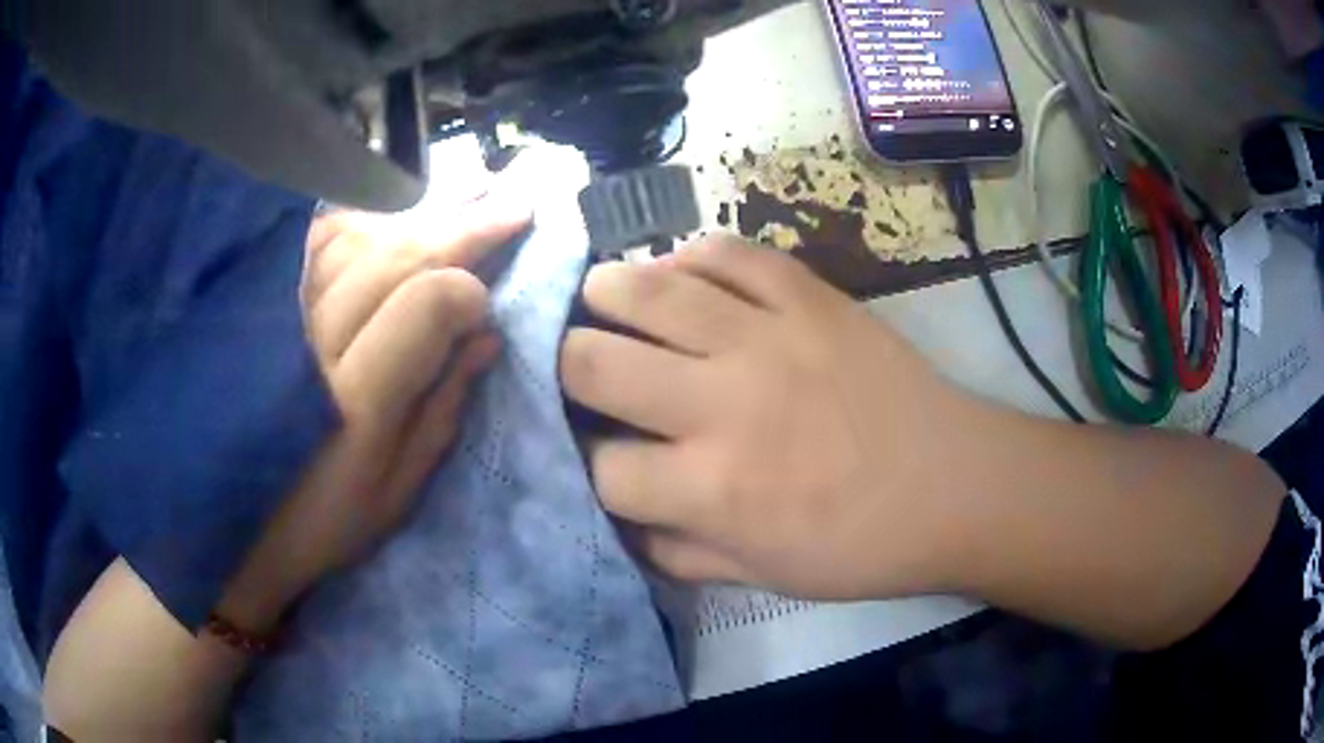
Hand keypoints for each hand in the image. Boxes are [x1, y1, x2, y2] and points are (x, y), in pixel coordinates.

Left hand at [220, 199, 530, 628]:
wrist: (228, 520)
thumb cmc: (320, 519)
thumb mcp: (397, 489)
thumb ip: (442, 409)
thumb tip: (487, 337)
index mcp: (355, 400)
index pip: (426, 305)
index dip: (469, 294)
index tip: (488, 306)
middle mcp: (313, 341)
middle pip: (396, 256)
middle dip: (463, 226)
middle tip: (514, 202)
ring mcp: (279, 314)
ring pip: (358, 236)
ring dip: (416, 214)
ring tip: (464, 193)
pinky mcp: (256, 304)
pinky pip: (314, 241)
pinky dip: (360, 219)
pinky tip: (390, 211)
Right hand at [560, 236, 983, 600]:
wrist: (954, 486)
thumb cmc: (861, 546)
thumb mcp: (762, 577)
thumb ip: (677, 554)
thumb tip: (621, 523)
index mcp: (711, 490)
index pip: (600, 468)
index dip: (585, 465)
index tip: (597, 456)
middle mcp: (723, 405)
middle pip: (592, 363)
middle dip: (566, 366)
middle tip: (579, 366)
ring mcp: (768, 338)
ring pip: (647, 290)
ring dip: (606, 293)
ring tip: (602, 301)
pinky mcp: (808, 296)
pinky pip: (728, 252)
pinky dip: (691, 256)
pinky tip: (683, 275)